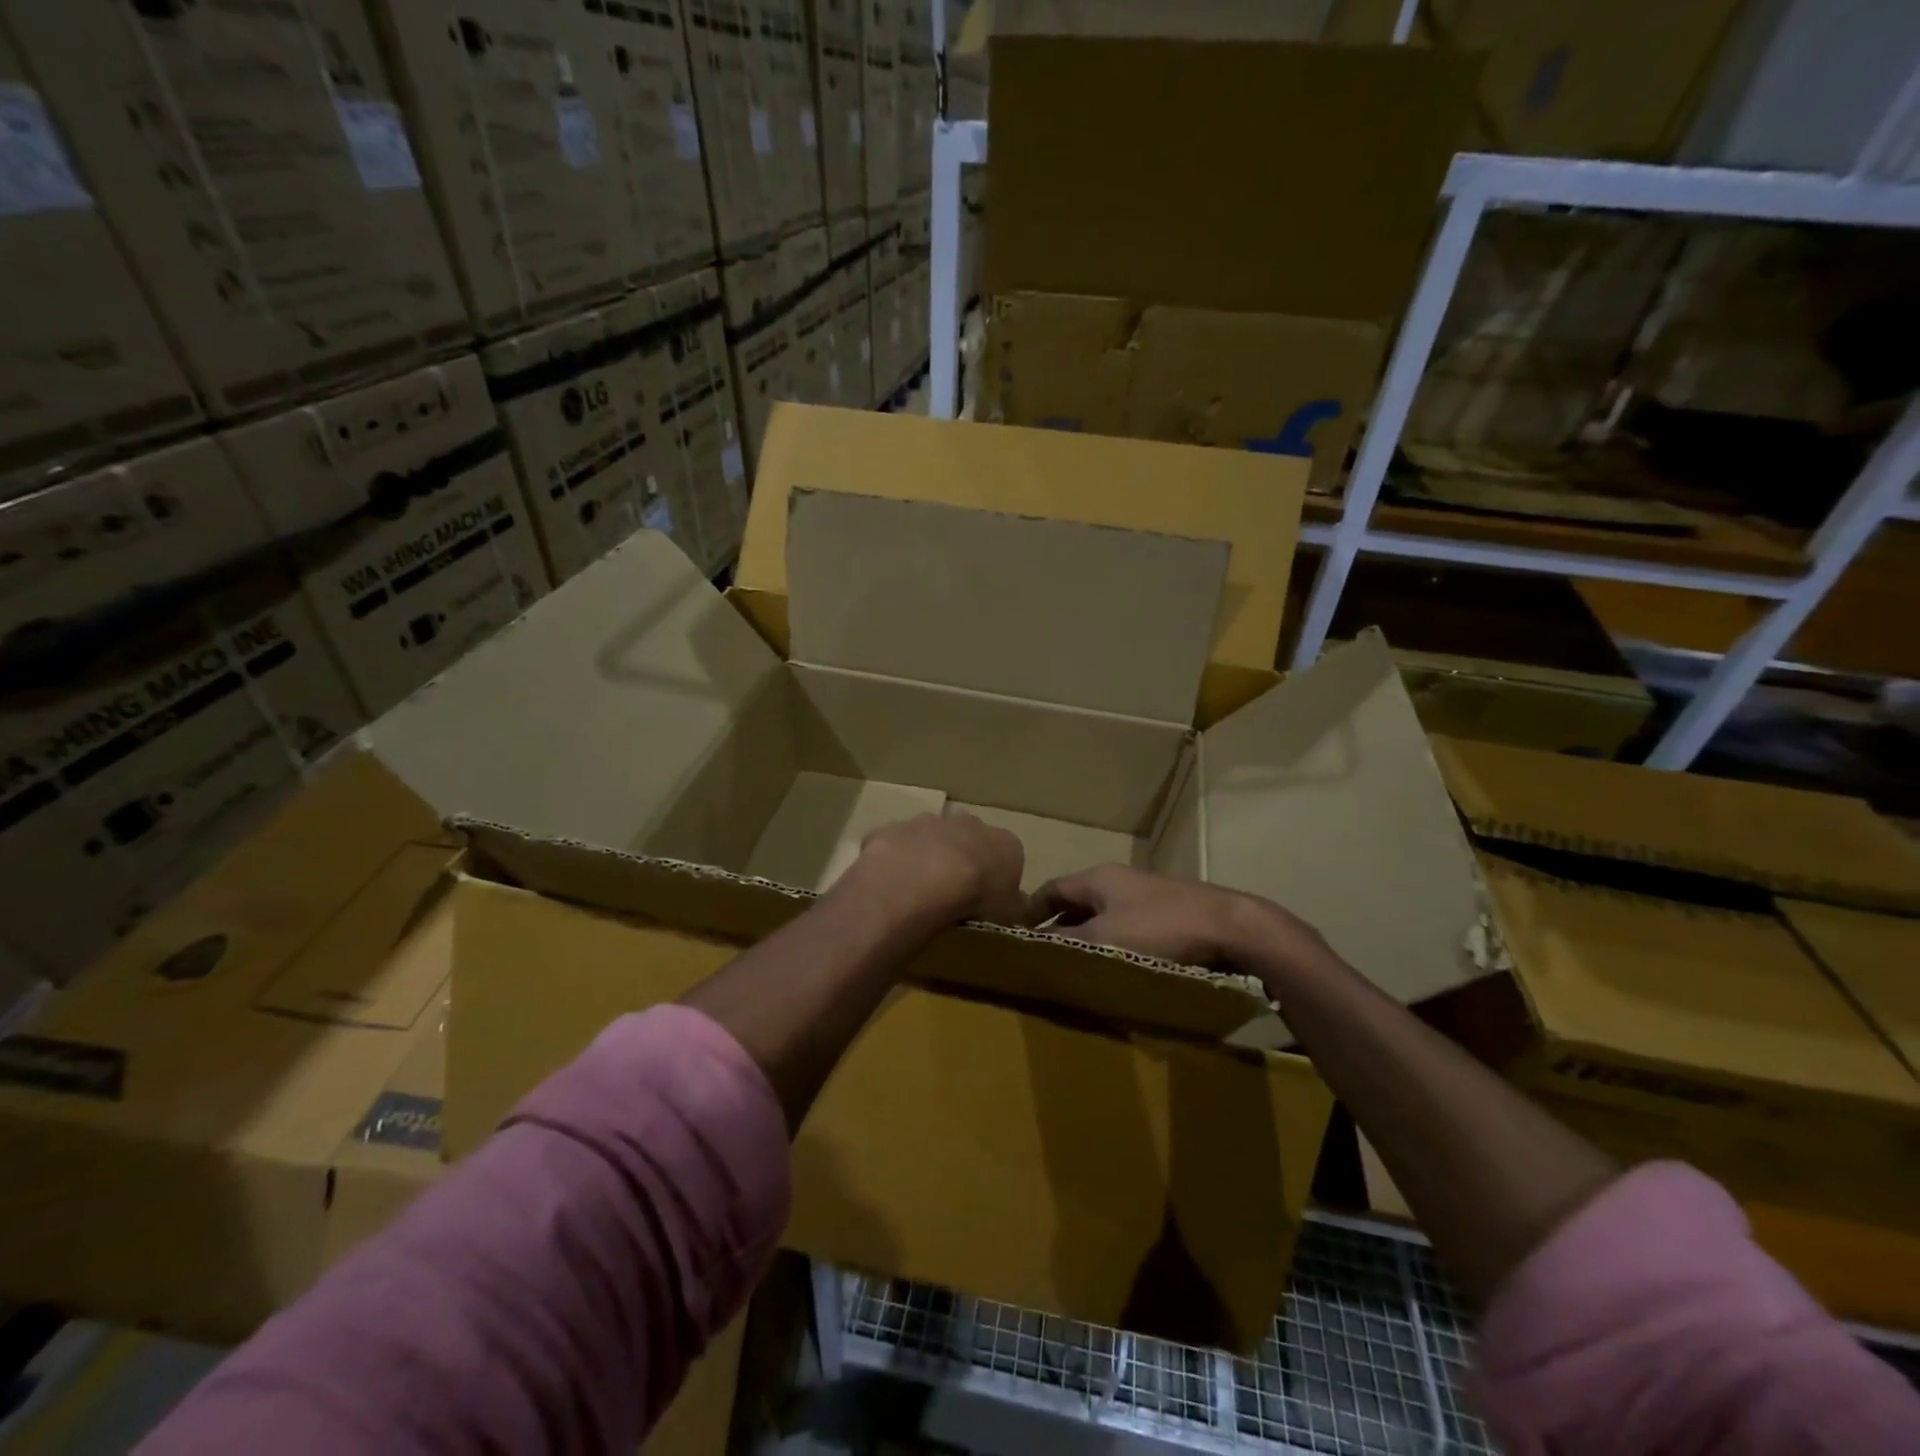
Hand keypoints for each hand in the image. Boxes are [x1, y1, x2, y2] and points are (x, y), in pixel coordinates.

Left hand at [848, 811, 1032, 927]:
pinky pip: (895, 846)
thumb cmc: (978, 897)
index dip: (996, 875)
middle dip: (960, 859)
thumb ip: (1014, 905)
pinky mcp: (893, 829)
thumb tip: (1017, 906)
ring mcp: (928, 822)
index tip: (986, 898)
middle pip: (968, 839)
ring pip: (929, 838)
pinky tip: (890, 886)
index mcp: (1004, 842)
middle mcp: (968, 823)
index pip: (1007, 854)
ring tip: (918, 892)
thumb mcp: (1010, 913)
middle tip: (951, 892)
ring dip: (925, 858)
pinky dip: (893, 862)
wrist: (925, 880)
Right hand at [1034, 865, 1329, 975]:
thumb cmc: (1160, 929)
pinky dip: (1116, 946)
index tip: (1016, 939)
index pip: (1050, 889)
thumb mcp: (1102, 941)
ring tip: (1078, 969)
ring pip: (1105, 917)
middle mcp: (1120, 881)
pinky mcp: (1171, 914)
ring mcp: (1148, 896)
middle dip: (1059, 929)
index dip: (1030, 913)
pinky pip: (1130, 929)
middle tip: (1045, 960)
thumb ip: (1064, 944)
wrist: (1232, 927)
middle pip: (1077, 903)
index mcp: (1098, 878)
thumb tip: (1029, 949)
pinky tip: (1119, 970)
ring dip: (1089, 939)